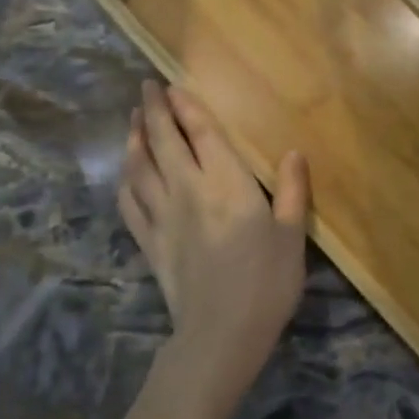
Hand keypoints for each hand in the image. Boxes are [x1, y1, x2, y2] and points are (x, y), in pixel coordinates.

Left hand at [120, 81, 310, 400]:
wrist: (222, 333)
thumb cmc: (266, 281)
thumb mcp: (292, 235)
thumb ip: (293, 191)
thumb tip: (293, 152)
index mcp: (226, 183)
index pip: (200, 132)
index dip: (184, 106)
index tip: (170, 85)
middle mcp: (188, 189)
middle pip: (162, 141)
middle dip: (152, 110)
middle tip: (145, 87)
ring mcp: (162, 216)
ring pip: (140, 167)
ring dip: (134, 139)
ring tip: (131, 120)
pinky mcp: (149, 242)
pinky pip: (129, 203)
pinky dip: (125, 181)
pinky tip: (126, 173)